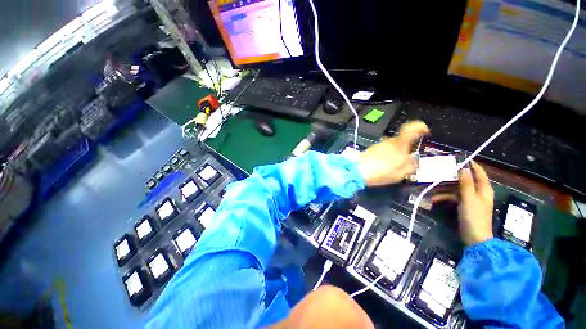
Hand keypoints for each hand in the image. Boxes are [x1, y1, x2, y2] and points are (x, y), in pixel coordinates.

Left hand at [359, 121, 428, 186]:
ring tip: (392, 167)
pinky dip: (386, 156)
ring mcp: (379, 145)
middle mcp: (389, 141)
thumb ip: (410, 166)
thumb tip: (414, 161)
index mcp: (399, 144)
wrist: (358, 172)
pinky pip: (383, 151)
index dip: (419, 126)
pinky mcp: (371, 149)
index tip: (425, 131)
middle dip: (405, 149)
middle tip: (405, 162)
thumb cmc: (381, 172)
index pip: (411, 128)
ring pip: (392, 147)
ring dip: (395, 154)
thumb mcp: (401, 173)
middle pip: (401, 141)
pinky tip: (383, 166)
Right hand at [433, 162, 494, 245]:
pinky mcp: (464, 205)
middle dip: (453, 176)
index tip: (460, 158)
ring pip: (457, 188)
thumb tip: (463, 168)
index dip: (472, 165)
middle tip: (440, 170)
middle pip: (466, 180)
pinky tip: (434, 199)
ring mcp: (470, 199)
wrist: (475, 237)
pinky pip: (453, 197)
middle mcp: (478, 192)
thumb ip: (466, 183)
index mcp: (484, 189)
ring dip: (445, 188)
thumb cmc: (474, 216)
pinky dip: (444, 197)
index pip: (479, 173)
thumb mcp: (469, 198)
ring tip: (432, 187)